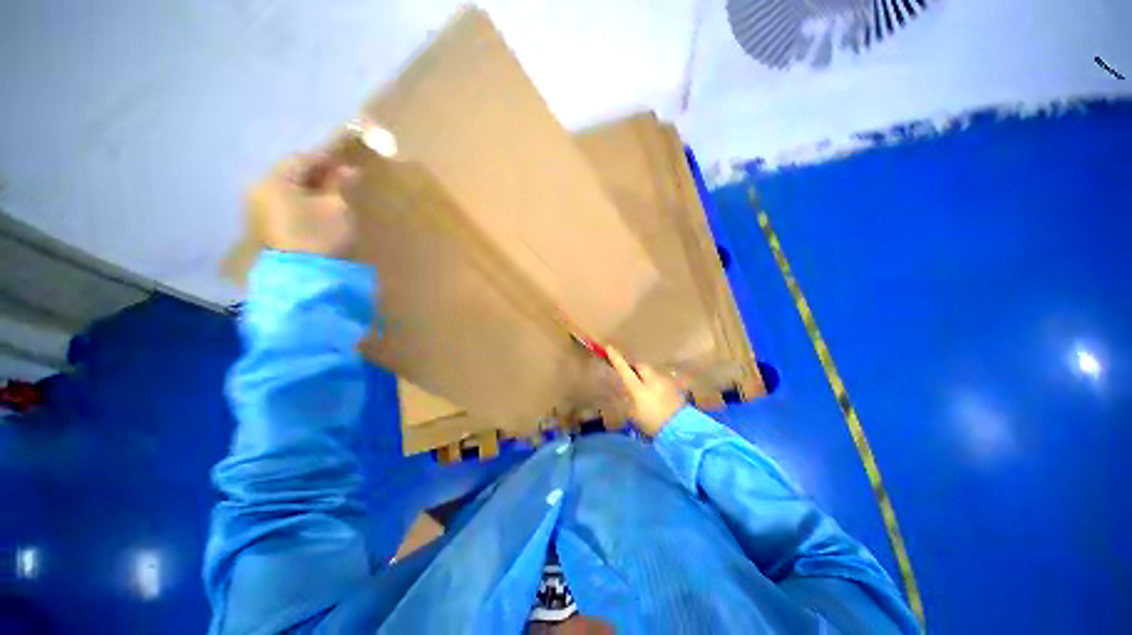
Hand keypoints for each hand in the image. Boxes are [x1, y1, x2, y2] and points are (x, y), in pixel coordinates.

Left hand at [247, 154, 358, 256]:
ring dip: (307, 187)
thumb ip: (339, 185)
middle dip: (315, 173)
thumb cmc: (321, 234)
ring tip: (330, 193)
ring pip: (286, 188)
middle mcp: (260, 189)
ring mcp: (258, 208)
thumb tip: (349, 169)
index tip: (344, 161)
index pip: (301, 159)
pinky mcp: (264, 224)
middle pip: (290, 173)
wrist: (304, 275)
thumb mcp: (337, 207)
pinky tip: (316, 207)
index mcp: (275, 180)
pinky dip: (300, 200)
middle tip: (339, 177)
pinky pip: (283, 203)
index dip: (324, 158)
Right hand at [607, 347, 685, 437]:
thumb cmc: (653, 424)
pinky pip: (661, 380)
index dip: (616, 358)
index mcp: (639, 388)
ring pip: (652, 373)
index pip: (624, 369)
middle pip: (641, 366)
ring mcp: (665, 382)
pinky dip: (656, 384)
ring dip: (647, 376)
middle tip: (630, 373)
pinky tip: (657, 394)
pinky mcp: (675, 387)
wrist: (681, 430)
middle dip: (635, 367)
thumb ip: (630, 399)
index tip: (609, 348)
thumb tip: (628, 390)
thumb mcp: (634, 414)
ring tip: (645, 387)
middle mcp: (652, 380)